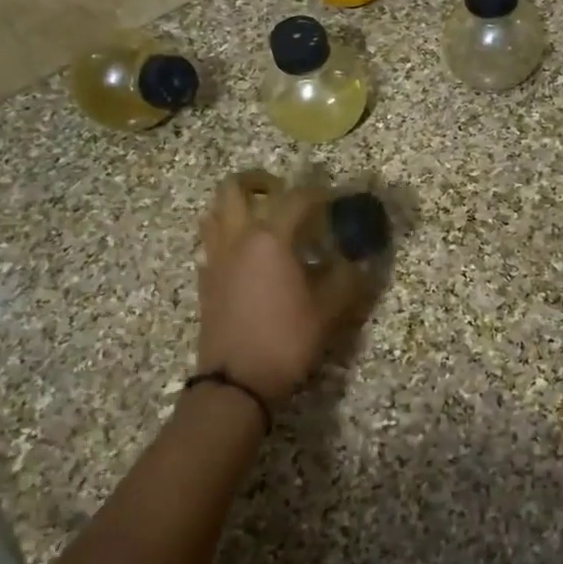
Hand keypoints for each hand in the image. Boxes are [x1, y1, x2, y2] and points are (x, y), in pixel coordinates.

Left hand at [195, 177, 367, 406]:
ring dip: (237, 204)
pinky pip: (211, 240)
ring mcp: (215, 258)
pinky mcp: (205, 280)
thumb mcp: (328, 312)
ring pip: (216, 210)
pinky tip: (248, 254)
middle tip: (283, 190)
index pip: (296, 199)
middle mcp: (237, 239)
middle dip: (260, 181)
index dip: (320, 194)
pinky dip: (228, 233)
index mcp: (270, 239)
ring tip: (262, 217)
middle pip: (235, 188)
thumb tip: (358, 261)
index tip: (337, 199)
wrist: (236, 382)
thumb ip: (346, 279)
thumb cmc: (285, 341)